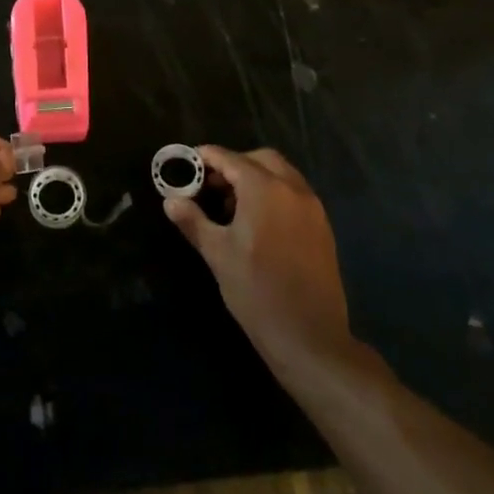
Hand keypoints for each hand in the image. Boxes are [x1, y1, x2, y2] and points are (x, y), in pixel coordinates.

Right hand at [164, 146, 354, 370]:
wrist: (309, 336)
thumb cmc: (256, 291)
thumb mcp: (217, 254)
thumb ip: (193, 221)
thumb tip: (171, 201)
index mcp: (265, 189)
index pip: (230, 159)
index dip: (207, 157)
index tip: (188, 163)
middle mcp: (292, 189)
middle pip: (260, 159)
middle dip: (234, 164)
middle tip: (211, 185)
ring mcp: (313, 207)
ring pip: (281, 174)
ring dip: (256, 178)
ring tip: (231, 207)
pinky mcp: (323, 227)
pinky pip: (295, 194)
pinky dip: (274, 194)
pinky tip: (257, 223)